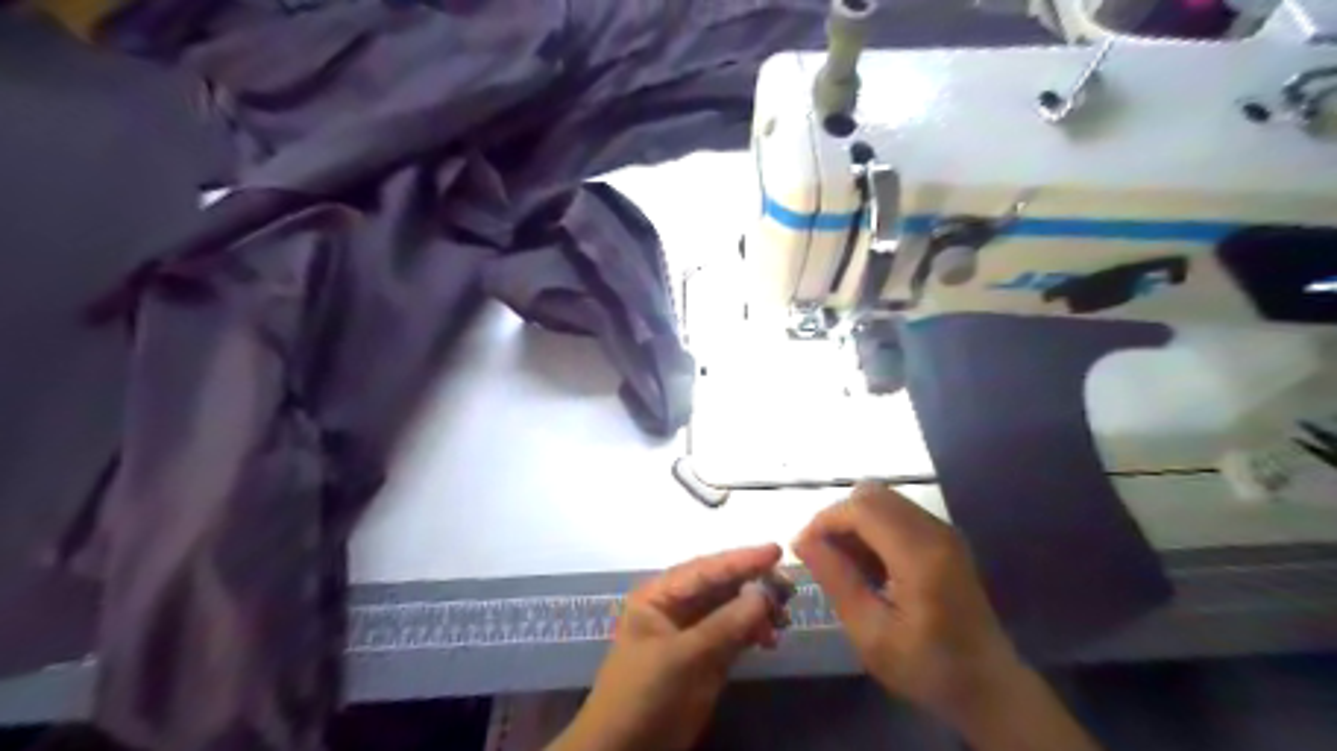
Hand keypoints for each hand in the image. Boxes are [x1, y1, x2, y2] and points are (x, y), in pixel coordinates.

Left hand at [552, 543, 785, 750]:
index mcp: (660, 595)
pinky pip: (735, 634)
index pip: (706, 569)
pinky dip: (755, 632)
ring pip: (732, 609)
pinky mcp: (706, 658)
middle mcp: (677, 607)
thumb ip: (724, 624)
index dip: (742, 559)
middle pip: (721, 586)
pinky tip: (772, 637)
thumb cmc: (643, 692)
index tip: (776, 551)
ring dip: (758, 609)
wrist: (626, 749)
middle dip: (754, 583)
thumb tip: (764, 593)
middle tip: (789, 586)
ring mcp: (693, 632)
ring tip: (785, 617)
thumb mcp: (683, 656)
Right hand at [792, 484, 1096, 746]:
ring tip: (845, 564)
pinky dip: (873, 528)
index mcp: (920, 556)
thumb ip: (837, 580)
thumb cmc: (928, 667)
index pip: (863, 508)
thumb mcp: (871, 634)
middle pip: (872, 494)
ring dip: (855, 522)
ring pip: (883, 500)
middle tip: (822, 556)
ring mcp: (943, 531)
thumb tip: (801, 540)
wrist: (989, 685)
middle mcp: (935, 531)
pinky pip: (897, 513)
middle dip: (838, 518)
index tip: (803, 548)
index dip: (825, 519)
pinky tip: (869, 565)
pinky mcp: (944, 537)